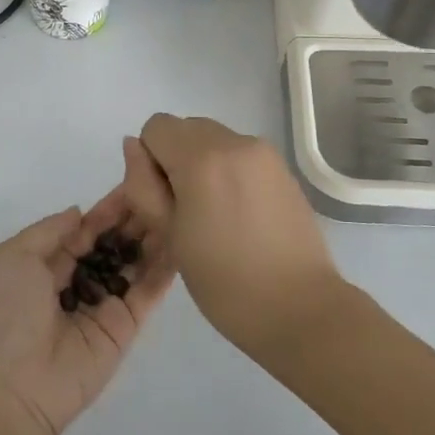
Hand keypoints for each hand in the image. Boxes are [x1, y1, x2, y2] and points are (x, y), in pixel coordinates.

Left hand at [0, 141, 177, 434]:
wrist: (12, 387)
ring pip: (133, 263)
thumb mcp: (13, 257)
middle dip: (134, 217)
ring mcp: (103, 304)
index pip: (84, 229)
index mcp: (45, 264)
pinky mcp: (125, 327)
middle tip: (165, 187)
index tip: (135, 179)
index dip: (108, 207)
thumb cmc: (5, 314)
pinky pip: (147, 292)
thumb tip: (80, 212)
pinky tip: (183, 240)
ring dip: (153, 236)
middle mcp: (77, 281)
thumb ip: (49, 231)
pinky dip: (164, 268)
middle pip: (112, 243)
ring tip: (179, 205)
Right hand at [134, 114, 343, 354]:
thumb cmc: (225, 281)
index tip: (163, 200)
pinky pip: (240, 154)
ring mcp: (264, 153)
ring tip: (216, 214)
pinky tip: (240, 214)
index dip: (150, 160)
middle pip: (186, 127)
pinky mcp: (283, 169)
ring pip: (214, 139)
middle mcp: (234, 142)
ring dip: (203, 163)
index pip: (156, 127)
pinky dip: (229, 171)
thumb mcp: (169, 235)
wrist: (300, 308)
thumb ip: (143, 185)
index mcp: (201, 158)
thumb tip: (133, 146)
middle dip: (176, 158)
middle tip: (186, 209)